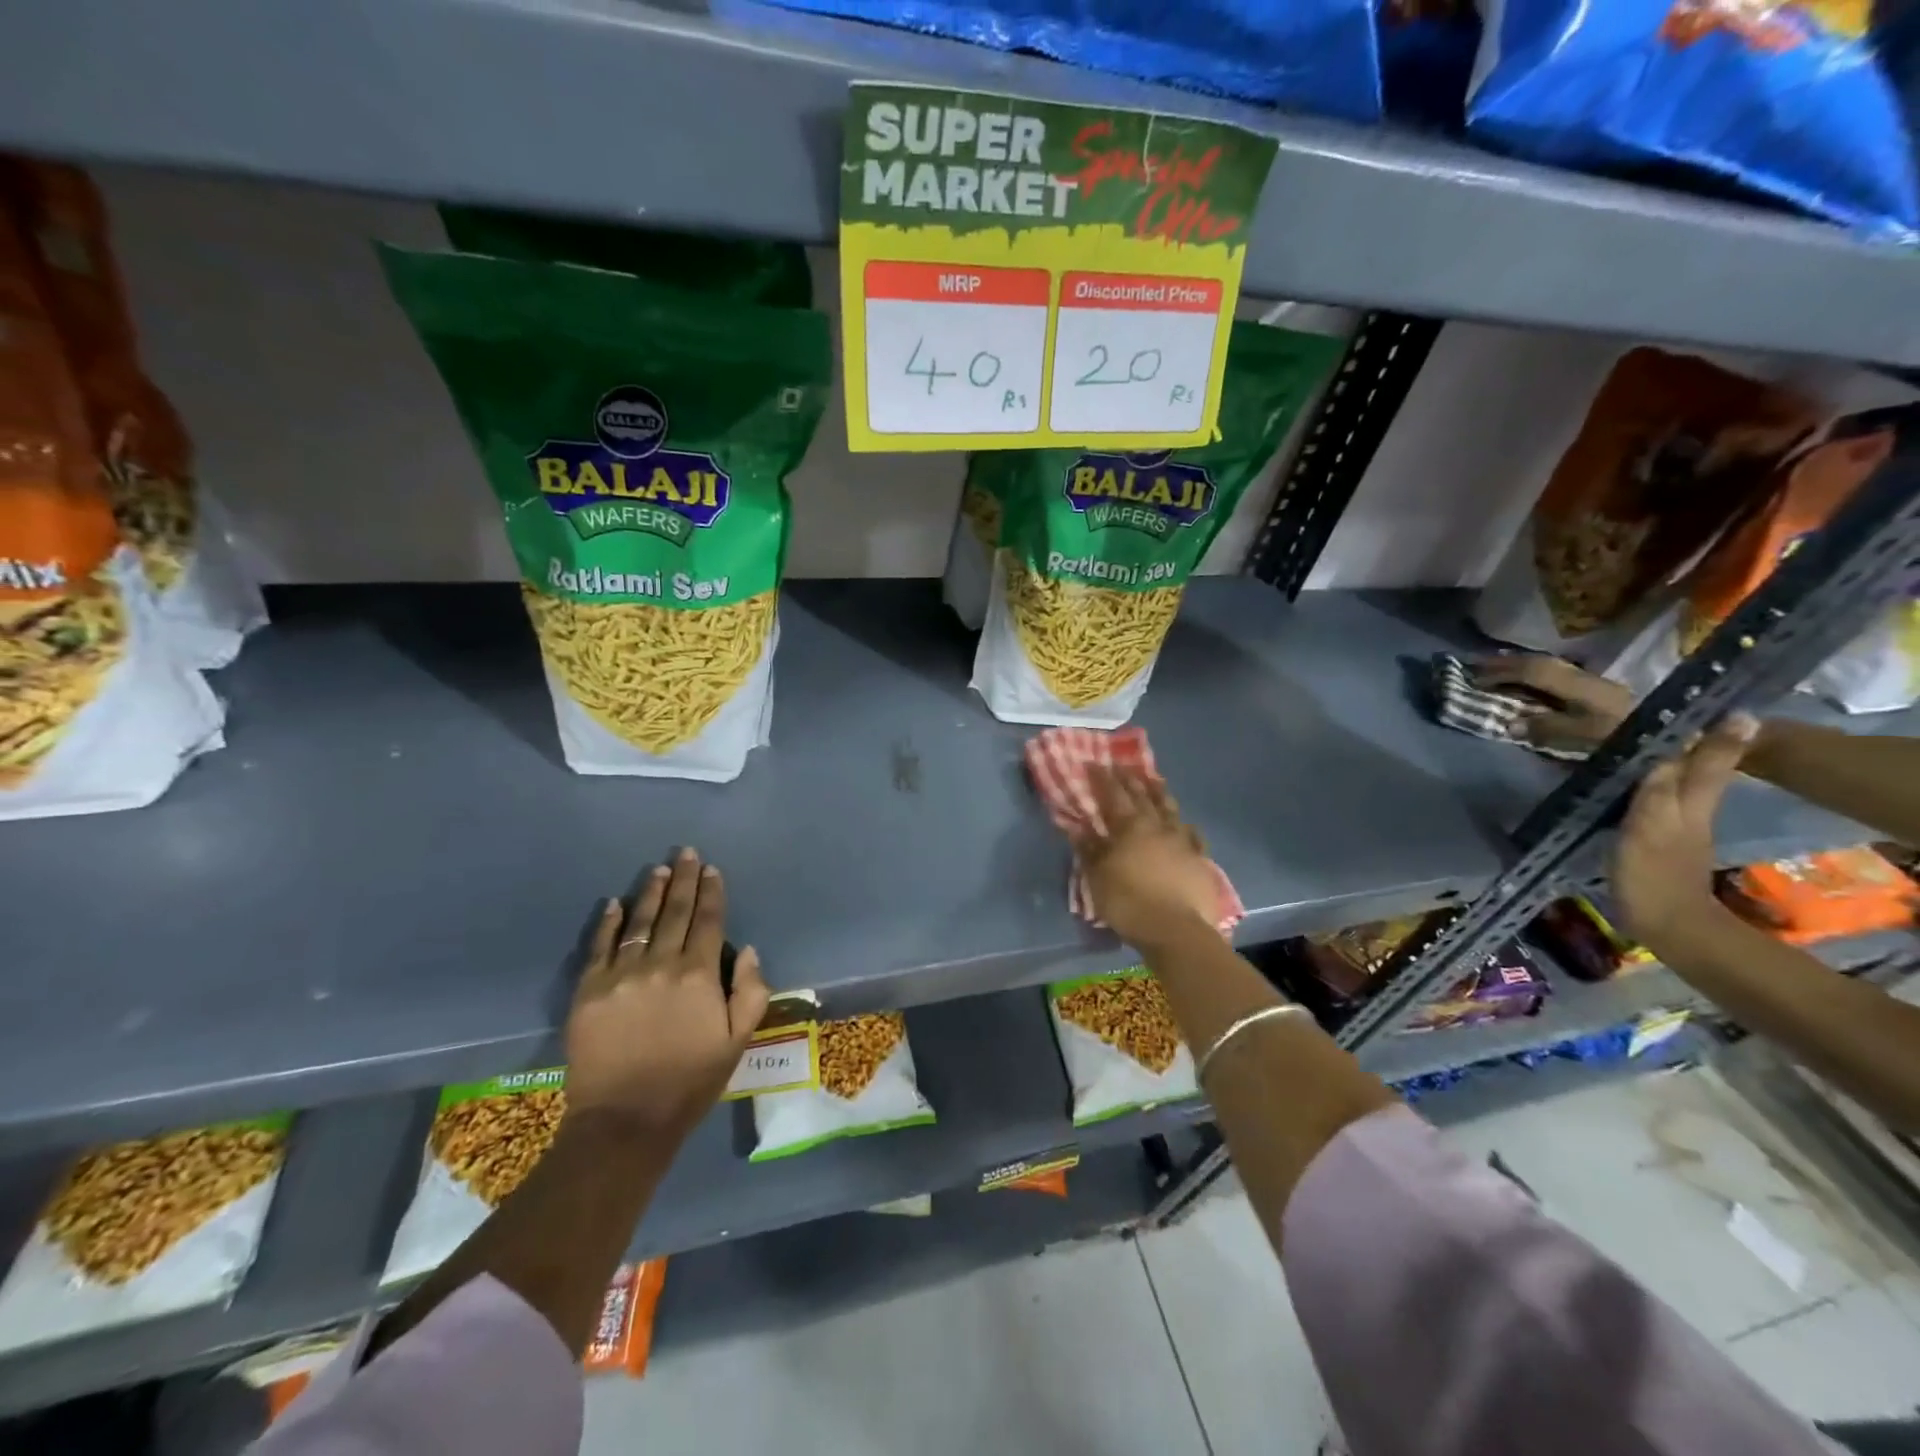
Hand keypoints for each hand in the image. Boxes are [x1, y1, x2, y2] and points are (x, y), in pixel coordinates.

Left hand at [564, 848, 769, 1142]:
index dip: (712, 892)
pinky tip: (614, 902)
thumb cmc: (690, 1081)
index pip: (709, 922)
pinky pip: (599, 947)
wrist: (625, 1121)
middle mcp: (661, 965)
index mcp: (699, 975)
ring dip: (652, 893)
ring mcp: (621, 975)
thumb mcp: (738, 1041)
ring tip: (659, 870)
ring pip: (640, 923)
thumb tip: (748, 951)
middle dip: (684, 880)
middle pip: (676, 913)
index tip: (712, 869)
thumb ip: (751, 992)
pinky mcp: (589, 991)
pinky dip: (608, 922)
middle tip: (686, 853)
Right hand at [1071, 764, 1219, 948]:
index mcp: (1130, 827)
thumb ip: (1089, 849)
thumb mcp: (1098, 877)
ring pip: (1170, 809)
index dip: (1103, 778)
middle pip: (1143, 796)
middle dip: (1131, 779)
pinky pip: (1192, 835)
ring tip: (1154, 781)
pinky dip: (1185, 826)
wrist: (1177, 931)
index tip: (1094, 763)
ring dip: (1160, 793)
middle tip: (1123, 765)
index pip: (1113, 794)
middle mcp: (1158, 826)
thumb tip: (1077, 826)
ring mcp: (1183, 841)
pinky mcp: (1200, 860)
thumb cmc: (1129, 902)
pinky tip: (1185, 824)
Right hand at [1472, 656, 1637, 754]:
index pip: (1535, 671)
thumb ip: (1548, 729)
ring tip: (1496, 671)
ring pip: (1551, 668)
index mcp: (1582, 687)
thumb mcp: (1586, 739)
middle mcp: (1588, 679)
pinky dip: (1536, 676)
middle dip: (1507, 664)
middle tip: (1476, 667)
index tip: (1473, 676)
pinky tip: (1526, 682)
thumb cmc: (1628, 740)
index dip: (1502, 671)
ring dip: (1521, 667)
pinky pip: (1558, 677)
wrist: (1677, 744)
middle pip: (1543, 664)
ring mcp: (1596, 685)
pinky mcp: (1601, 694)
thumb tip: (1510, 722)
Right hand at [1612, 715, 1758, 947]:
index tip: (1704, 704)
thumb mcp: (1654, 820)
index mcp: (1691, 798)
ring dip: (1657, 761)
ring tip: (1633, 742)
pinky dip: (1642, 784)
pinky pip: (1651, 800)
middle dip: (1681, 742)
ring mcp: (1673, 825)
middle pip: (1688, 766)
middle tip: (1658, 718)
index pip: (1704, 755)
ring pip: (1670, 781)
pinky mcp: (1654, 840)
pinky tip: (1624, 782)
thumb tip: (1694, 736)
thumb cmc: (1654, 870)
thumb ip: (1668, 780)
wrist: (1666, 925)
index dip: (1708, 731)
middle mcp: (1689, 807)